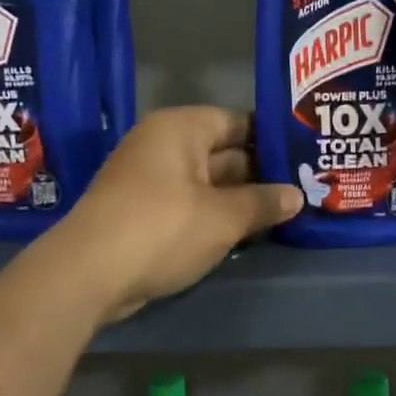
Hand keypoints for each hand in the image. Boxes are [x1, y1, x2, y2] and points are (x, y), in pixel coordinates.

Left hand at [55, 107, 301, 323]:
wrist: (88, 275)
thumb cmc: (162, 228)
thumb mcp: (223, 217)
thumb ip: (263, 203)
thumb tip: (296, 196)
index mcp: (181, 129)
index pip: (238, 121)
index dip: (272, 137)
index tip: (306, 153)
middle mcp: (164, 146)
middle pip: (224, 152)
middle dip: (261, 172)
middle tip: (308, 185)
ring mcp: (151, 181)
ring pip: (209, 183)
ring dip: (241, 198)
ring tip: (288, 209)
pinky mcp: (144, 214)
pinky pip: (191, 206)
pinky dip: (217, 216)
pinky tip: (249, 231)